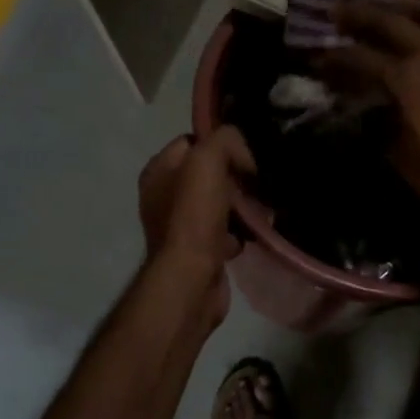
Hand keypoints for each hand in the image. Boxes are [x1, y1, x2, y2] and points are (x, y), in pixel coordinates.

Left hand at [138, 127, 253, 271]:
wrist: (192, 278)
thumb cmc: (194, 215)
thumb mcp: (207, 160)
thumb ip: (224, 140)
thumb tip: (242, 153)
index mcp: (158, 170)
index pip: (194, 141)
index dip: (221, 145)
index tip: (245, 157)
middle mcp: (163, 195)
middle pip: (210, 173)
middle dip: (237, 178)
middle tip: (257, 185)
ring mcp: (180, 225)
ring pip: (221, 202)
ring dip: (243, 206)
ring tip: (261, 211)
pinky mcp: (197, 250)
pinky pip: (224, 231)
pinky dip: (239, 232)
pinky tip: (250, 235)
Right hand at [325, 0, 419, 232]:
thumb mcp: (403, 160)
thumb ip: (381, 127)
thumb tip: (369, 110)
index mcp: (407, 80)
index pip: (360, 58)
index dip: (335, 57)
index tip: (319, 57)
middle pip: (390, 20)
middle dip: (359, 13)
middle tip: (339, 9)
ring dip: (406, 3)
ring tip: (392, 3)